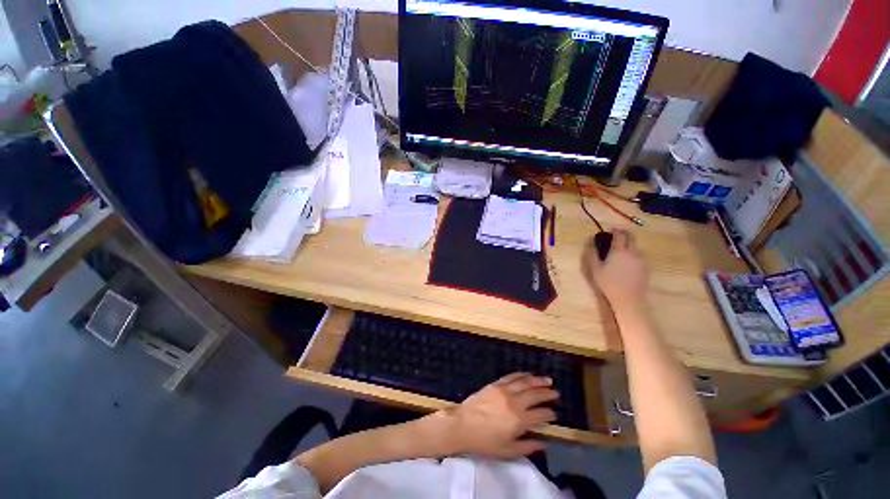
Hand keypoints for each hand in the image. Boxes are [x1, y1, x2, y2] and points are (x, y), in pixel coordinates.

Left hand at [443, 373, 557, 457]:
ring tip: (547, 380)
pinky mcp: (495, 384)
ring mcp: (504, 390)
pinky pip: (511, 377)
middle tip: (556, 392)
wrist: (463, 425)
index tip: (554, 413)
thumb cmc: (485, 442)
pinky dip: (521, 374)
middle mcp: (514, 402)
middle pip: (535, 394)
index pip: (540, 414)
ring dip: (537, 380)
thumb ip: (528, 447)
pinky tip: (527, 374)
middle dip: (547, 393)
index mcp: (519, 420)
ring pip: (524, 382)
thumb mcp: (508, 451)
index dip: (549, 413)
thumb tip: (544, 443)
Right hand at [583, 229, 647, 310]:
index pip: (620, 235)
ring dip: (629, 245)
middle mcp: (633, 252)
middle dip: (625, 234)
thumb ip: (593, 254)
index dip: (615, 230)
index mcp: (619, 251)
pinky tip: (627, 262)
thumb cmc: (608, 283)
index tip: (611, 229)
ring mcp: (641, 260)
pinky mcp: (645, 268)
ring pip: (636, 247)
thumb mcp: (595, 269)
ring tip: (620, 250)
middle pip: (631, 237)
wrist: (628, 299)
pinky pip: (639, 256)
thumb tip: (591, 243)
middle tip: (617, 235)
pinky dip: (633, 254)